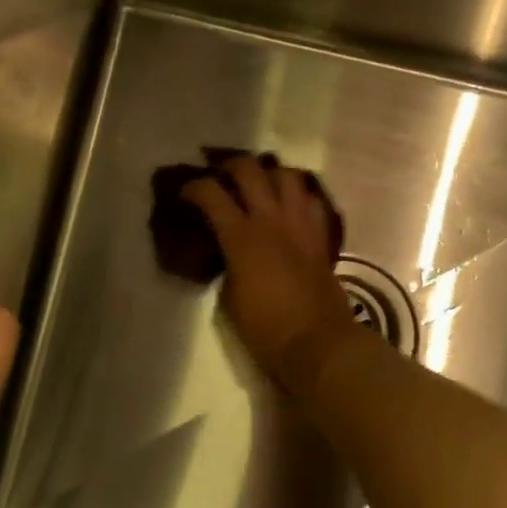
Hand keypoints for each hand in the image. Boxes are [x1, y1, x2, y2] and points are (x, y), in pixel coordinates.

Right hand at [182, 155, 358, 389]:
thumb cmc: (265, 328)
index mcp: (241, 237)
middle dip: (231, 165)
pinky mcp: (321, 236)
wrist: (317, 342)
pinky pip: (312, 200)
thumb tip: (229, 252)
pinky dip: (299, 195)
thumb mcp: (229, 297)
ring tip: (260, 182)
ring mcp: (300, 224)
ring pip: (287, 175)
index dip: (194, 187)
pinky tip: (290, 204)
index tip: (185, 193)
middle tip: (221, 174)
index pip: (211, 194)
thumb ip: (227, 264)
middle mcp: (271, 219)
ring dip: (270, 173)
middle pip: (250, 170)